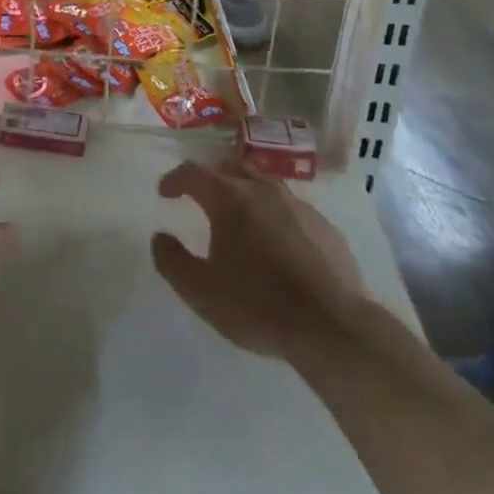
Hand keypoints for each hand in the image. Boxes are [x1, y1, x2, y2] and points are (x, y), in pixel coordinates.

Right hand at [152, 158, 367, 358]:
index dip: (175, 179)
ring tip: (239, 213)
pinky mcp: (323, 225)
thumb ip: (173, 262)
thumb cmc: (259, 306)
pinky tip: (276, 239)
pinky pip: (290, 206)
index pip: (194, 172)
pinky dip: (273, 212)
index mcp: (229, 198)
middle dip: (211, 176)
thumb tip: (160, 238)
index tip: (165, 193)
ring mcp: (297, 204)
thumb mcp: (202, 293)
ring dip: (244, 189)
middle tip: (202, 195)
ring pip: (263, 181)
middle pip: (230, 167)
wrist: (333, 326)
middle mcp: (262, 189)